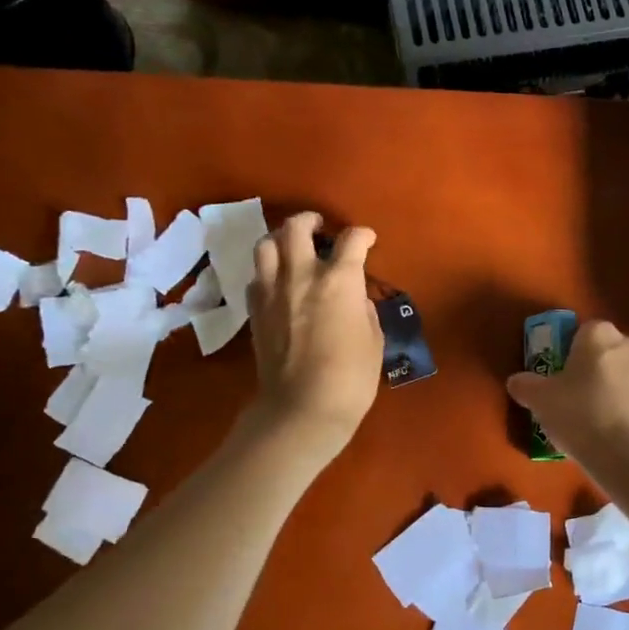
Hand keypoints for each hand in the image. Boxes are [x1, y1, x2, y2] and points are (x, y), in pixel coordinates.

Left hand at [245, 212, 383, 459]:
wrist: (302, 408)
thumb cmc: (351, 377)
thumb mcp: (373, 339)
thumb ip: (362, 308)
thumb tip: (352, 298)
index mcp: (339, 280)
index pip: (352, 240)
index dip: (363, 235)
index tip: (368, 240)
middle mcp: (301, 275)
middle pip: (296, 228)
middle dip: (310, 221)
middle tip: (319, 226)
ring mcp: (272, 292)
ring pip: (266, 245)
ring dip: (280, 239)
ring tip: (290, 246)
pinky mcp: (255, 311)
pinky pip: (256, 277)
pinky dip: (267, 271)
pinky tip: (277, 281)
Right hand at [506, 319, 628, 459]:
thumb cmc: (579, 414)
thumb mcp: (540, 400)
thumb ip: (526, 385)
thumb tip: (517, 381)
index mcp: (600, 335)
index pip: (584, 331)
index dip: (571, 353)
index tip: (562, 377)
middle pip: (610, 352)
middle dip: (597, 370)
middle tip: (578, 399)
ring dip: (617, 390)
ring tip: (598, 422)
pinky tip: (617, 437)